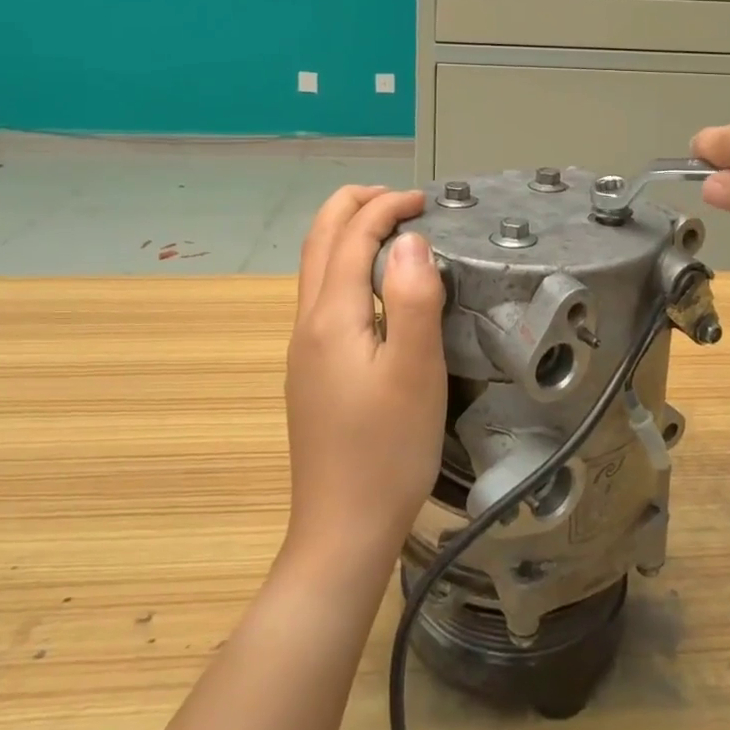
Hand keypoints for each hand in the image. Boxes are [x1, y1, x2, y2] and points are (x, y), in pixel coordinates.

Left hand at [282, 186, 446, 574]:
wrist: (343, 530)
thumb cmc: (388, 450)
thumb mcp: (416, 371)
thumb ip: (415, 298)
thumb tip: (411, 239)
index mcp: (331, 317)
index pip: (352, 236)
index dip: (386, 207)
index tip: (425, 201)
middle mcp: (308, 323)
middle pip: (319, 240)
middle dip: (354, 205)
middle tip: (400, 199)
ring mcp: (304, 349)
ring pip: (316, 266)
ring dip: (347, 232)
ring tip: (391, 229)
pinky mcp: (312, 371)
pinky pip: (323, 293)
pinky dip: (346, 263)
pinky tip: (377, 286)